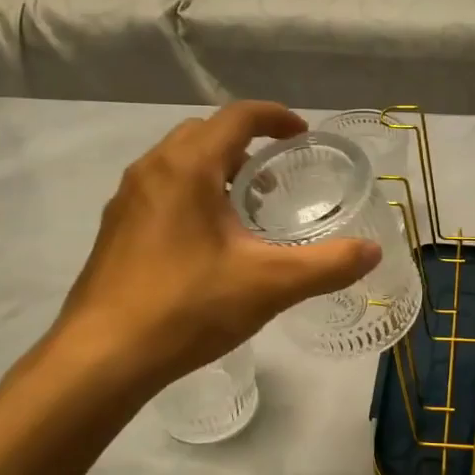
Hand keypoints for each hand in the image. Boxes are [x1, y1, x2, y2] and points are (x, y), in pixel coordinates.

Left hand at [45, 102, 379, 393]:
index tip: (303, 136)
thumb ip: (328, 265)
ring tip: (248, 210)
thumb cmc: (188, 307)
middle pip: (205, 134)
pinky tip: (210, 243)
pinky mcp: (115, 230)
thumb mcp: (271, 285)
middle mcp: (152, 170)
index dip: (275, 118)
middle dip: (246, 145)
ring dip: (218, 170)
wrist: (102, 357)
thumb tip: (373, 251)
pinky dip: (193, 194)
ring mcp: (127, 200)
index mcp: (188, 167)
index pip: (237, 117)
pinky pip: (162, 190)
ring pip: (179, 162)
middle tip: (277, 178)